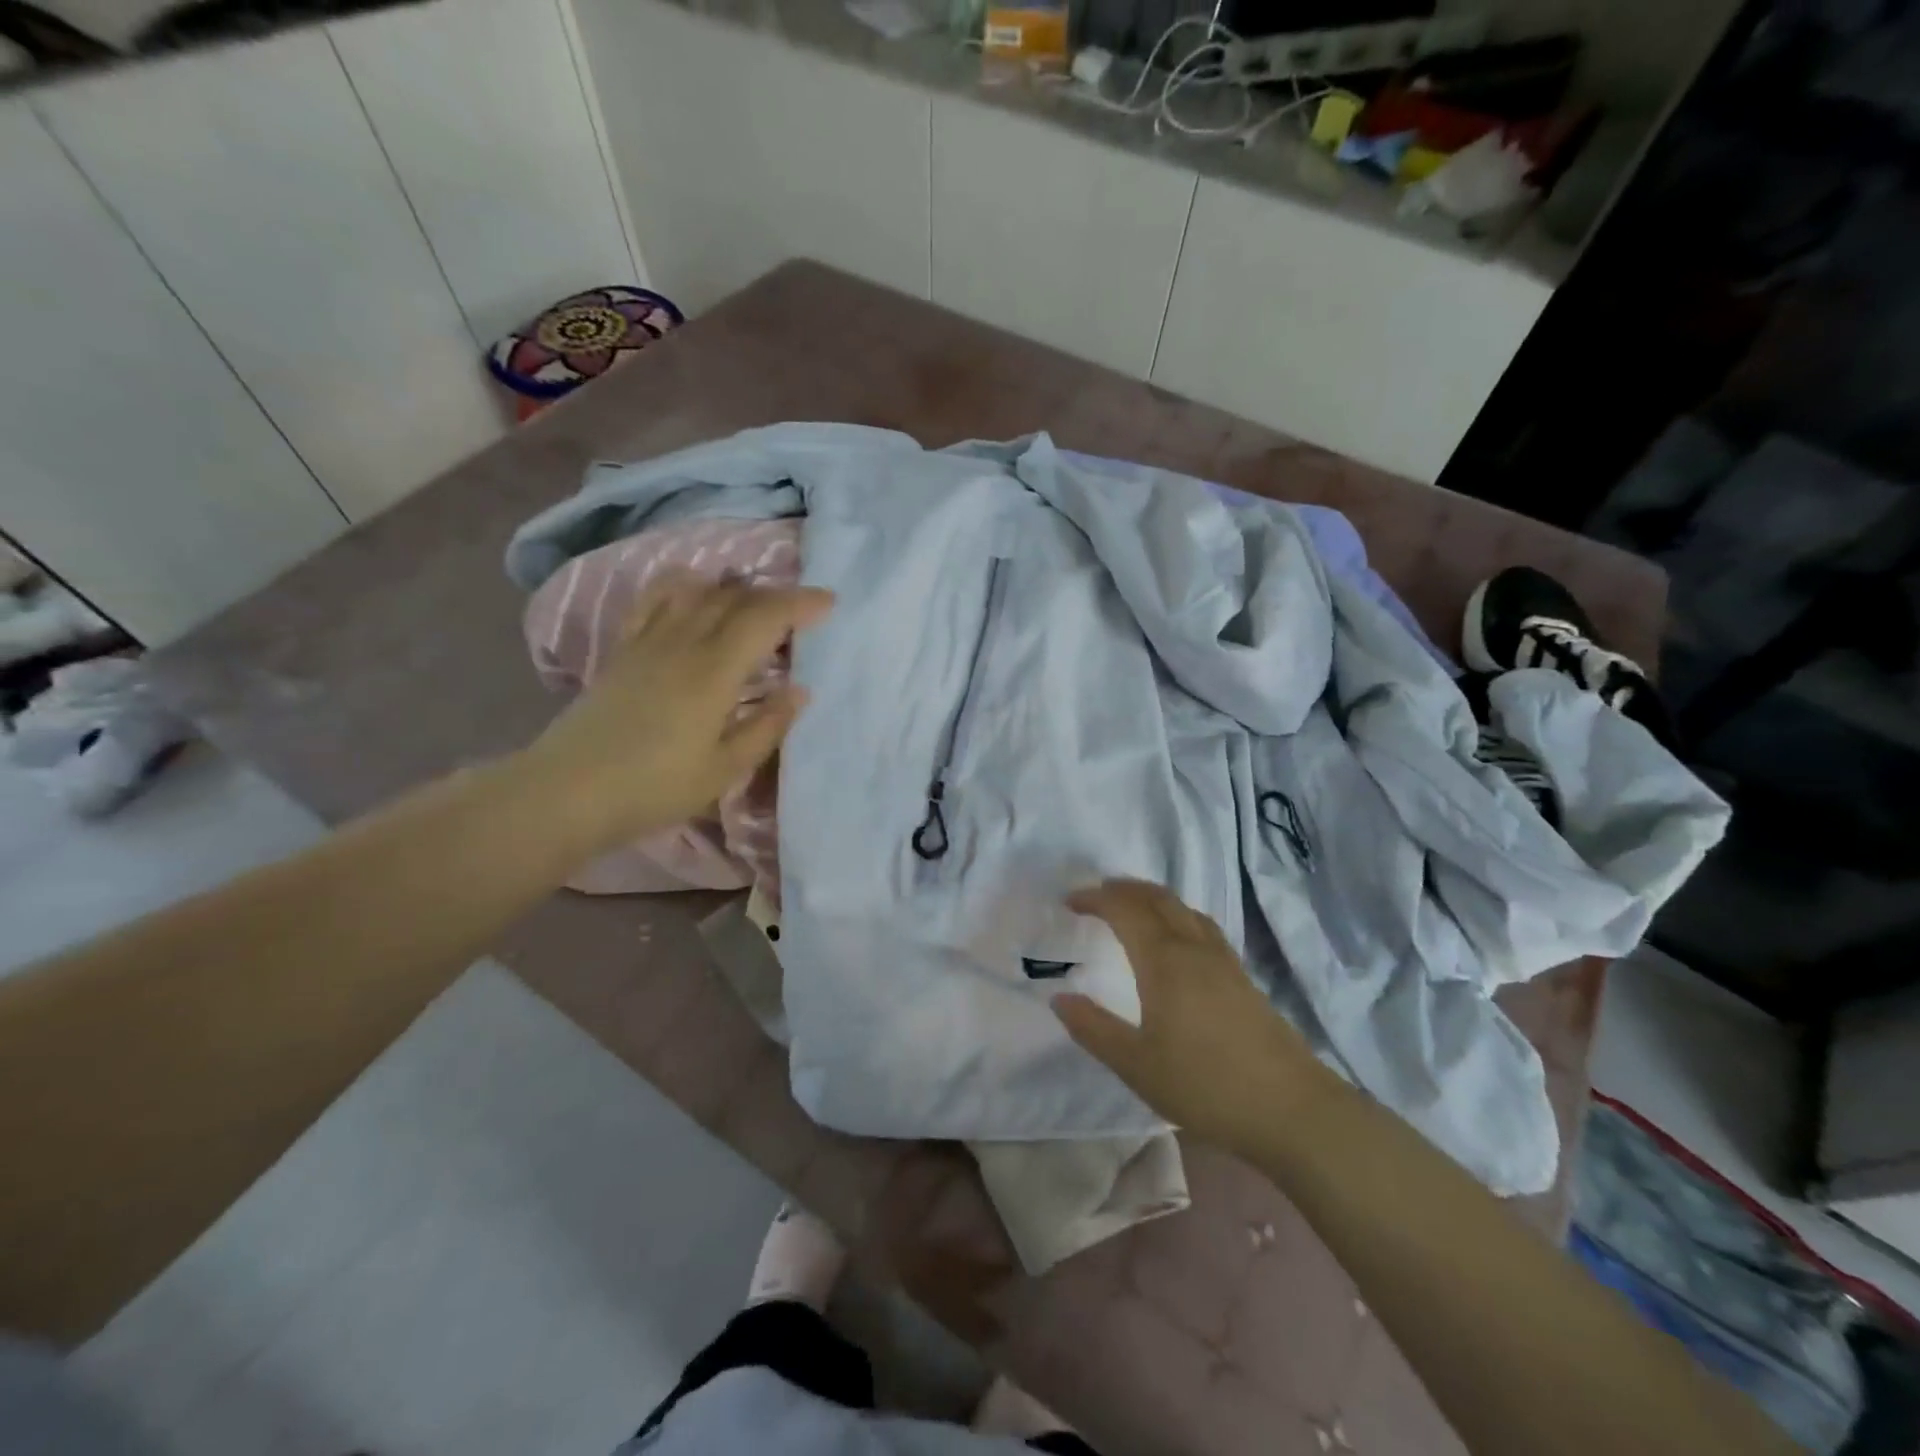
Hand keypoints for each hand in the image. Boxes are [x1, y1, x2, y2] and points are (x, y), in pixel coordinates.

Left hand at [521, 573, 832, 853]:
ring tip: (755, 599)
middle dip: (775, 595)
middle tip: (801, 610)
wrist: (569, 792)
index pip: (764, 618)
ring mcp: (648, 641)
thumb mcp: (724, 769)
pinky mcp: (623, 649)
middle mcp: (682, 642)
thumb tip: (800, 691)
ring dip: (734, 587)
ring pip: (697, 592)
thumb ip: (767, 726)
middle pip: (734, 598)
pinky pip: (654, 600)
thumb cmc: (655, 787)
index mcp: (713, 672)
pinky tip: (693, 588)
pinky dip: (681, 585)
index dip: (800, 604)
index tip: (829, 602)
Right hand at [1053, 879, 1330, 1152]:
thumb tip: (1060, 998)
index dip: (1096, 899)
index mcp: (1164, 962)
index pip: (1125, 910)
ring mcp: (1223, 960)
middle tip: (1096, 894)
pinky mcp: (1242, 976)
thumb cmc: (1206, 1085)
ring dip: (1152, 898)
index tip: (1070, 901)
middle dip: (1124, 889)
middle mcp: (1194, 948)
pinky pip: (1202, 925)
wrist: (1291, 1108)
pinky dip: (1177, 914)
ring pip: (1183, 908)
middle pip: (1157, 899)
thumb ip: (1094, 1029)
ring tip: (1132, 906)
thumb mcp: (1137, 1066)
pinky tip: (1178, 938)